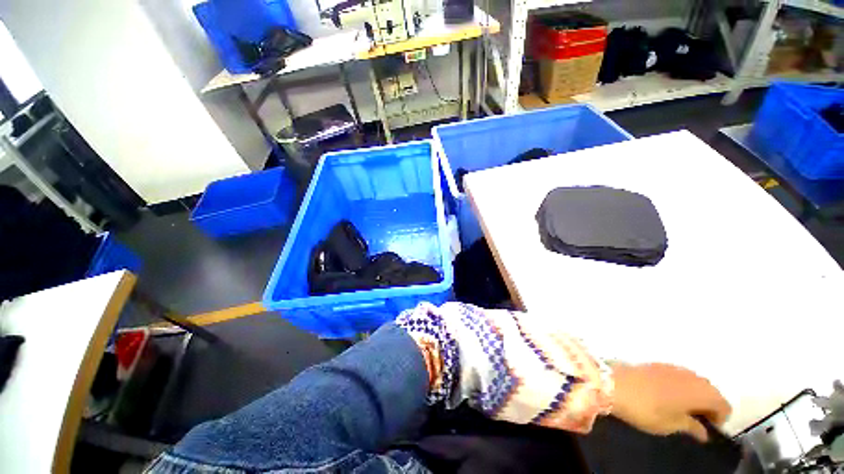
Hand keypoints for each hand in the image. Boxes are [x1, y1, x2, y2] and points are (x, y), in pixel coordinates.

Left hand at [610, 363, 730, 441]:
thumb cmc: (646, 409)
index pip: (723, 404)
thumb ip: (692, 427)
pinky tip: (668, 395)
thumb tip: (704, 433)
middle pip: (711, 391)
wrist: (614, 383)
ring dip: (694, 394)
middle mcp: (692, 376)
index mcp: (701, 392)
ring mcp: (674, 367)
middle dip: (708, 405)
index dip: (720, 418)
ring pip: (695, 381)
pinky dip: (681, 385)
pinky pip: (679, 375)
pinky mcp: (658, 363)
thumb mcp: (671, 425)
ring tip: (681, 408)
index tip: (708, 428)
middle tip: (696, 419)